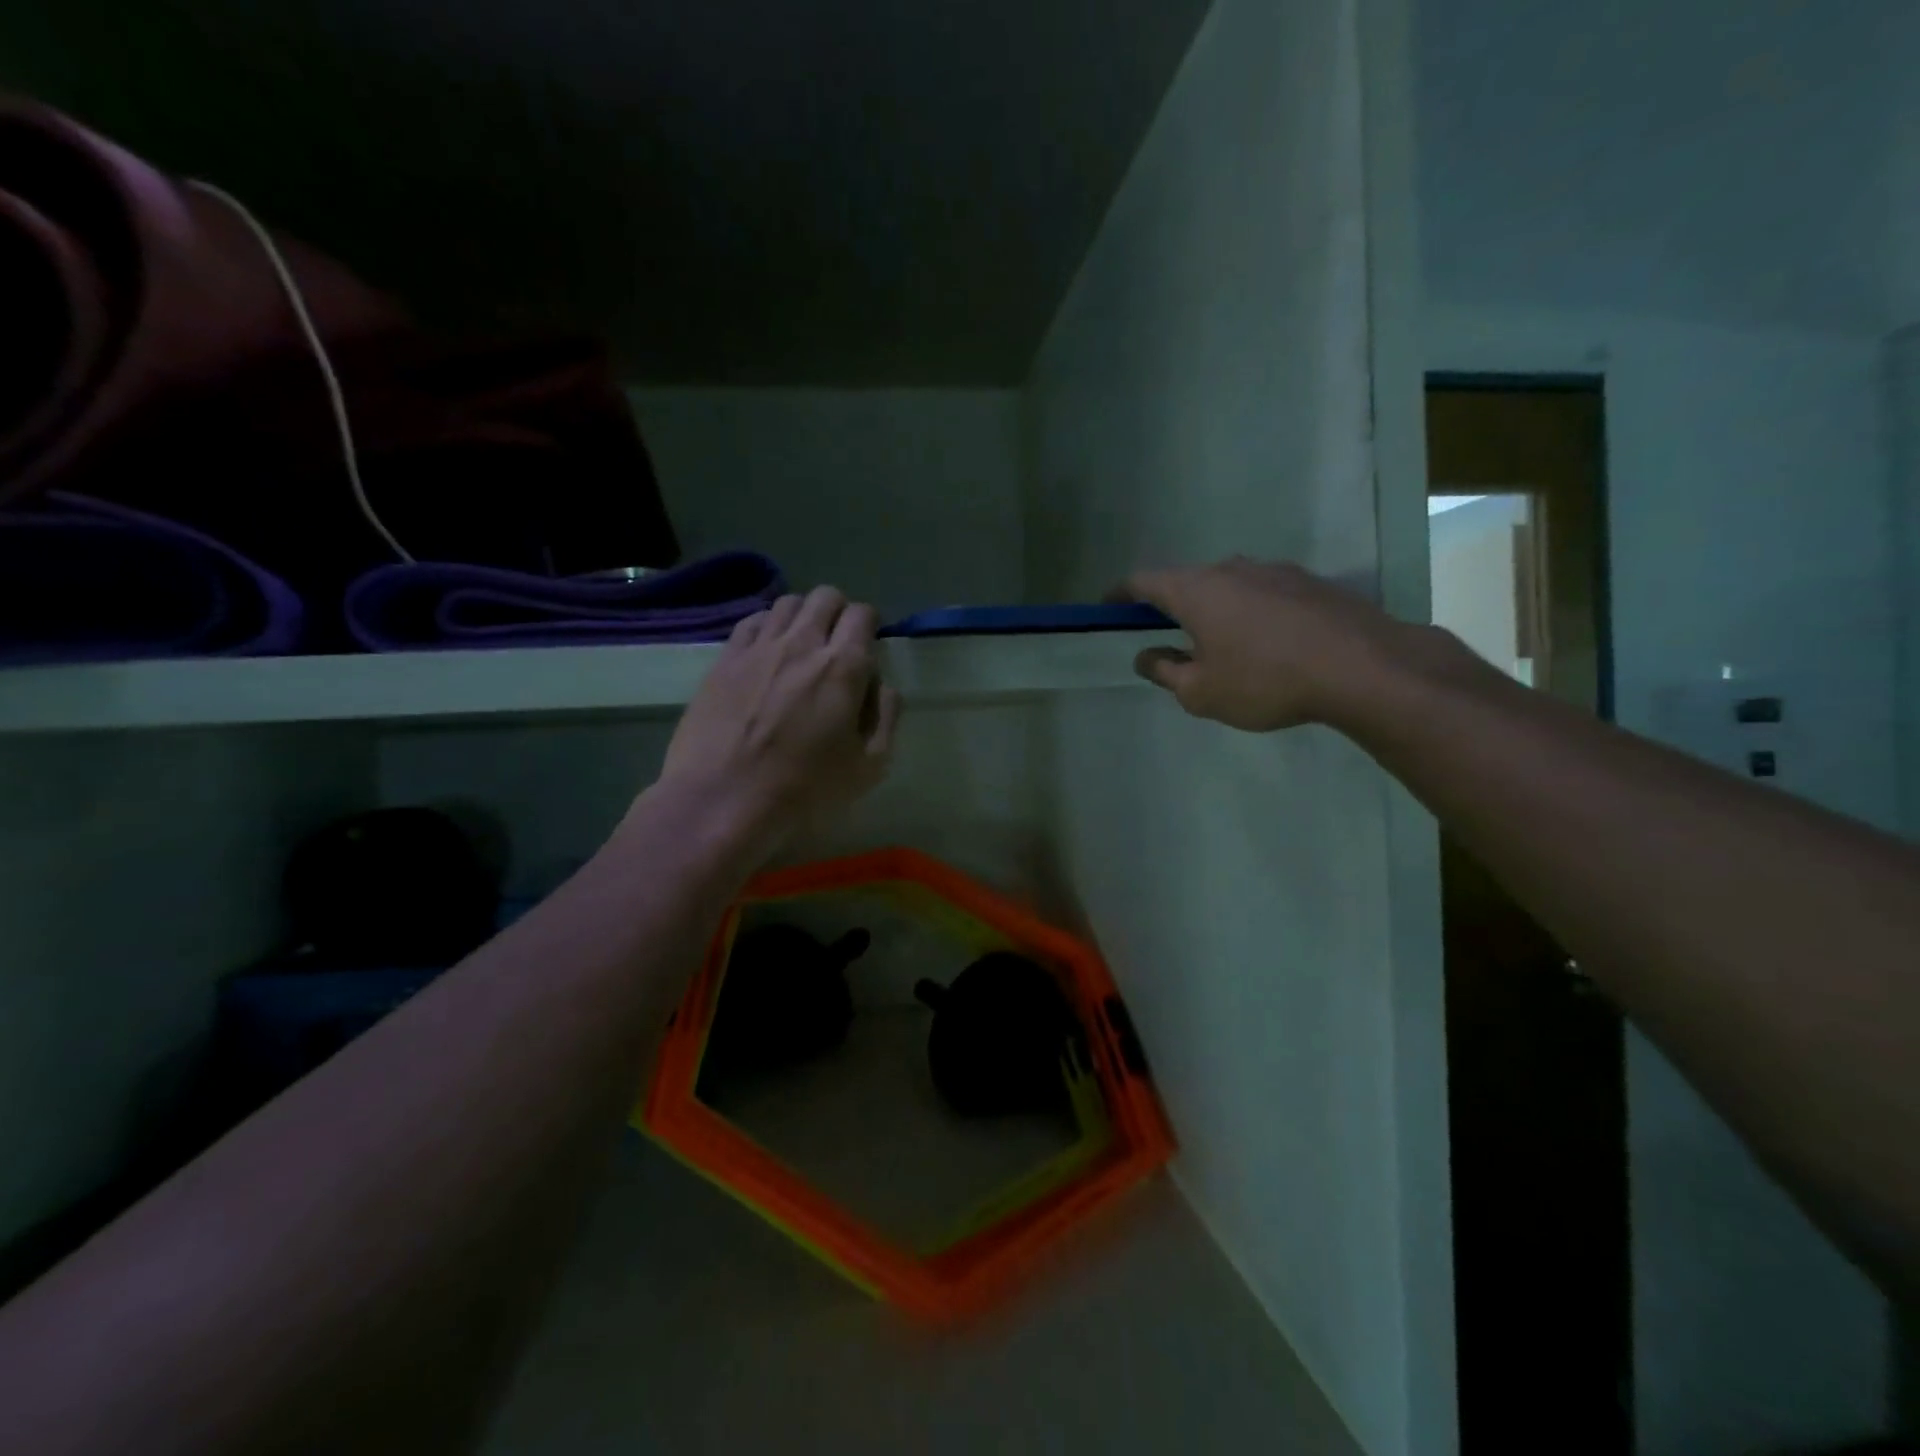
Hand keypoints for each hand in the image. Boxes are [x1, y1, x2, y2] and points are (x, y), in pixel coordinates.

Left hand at [659, 587, 900, 846]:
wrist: (722, 800)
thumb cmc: (804, 789)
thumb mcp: (869, 767)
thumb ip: (886, 717)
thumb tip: (882, 686)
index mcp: (843, 667)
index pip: (863, 615)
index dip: (870, 626)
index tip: (867, 649)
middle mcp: (802, 643)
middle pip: (826, 597)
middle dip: (839, 613)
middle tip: (837, 645)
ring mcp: (759, 647)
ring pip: (788, 603)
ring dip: (803, 617)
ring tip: (801, 647)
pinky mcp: (725, 659)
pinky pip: (752, 621)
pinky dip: (768, 627)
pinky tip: (767, 654)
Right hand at [1112, 557, 1427, 731]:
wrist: (1363, 667)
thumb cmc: (1265, 681)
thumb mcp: (1201, 692)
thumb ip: (1165, 672)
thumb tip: (1145, 656)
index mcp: (1196, 590)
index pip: (1143, 581)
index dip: (1121, 594)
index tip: (1108, 607)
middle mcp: (1232, 569)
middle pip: (1188, 581)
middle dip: (1171, 606)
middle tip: (1169, 637)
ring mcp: (1276, 571)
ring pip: (1230, 586)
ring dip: (1216, 610)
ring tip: (1224, 647)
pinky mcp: (1310, 583)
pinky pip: (1265, 594)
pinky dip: (1252, 614)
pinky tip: (1268, 646)